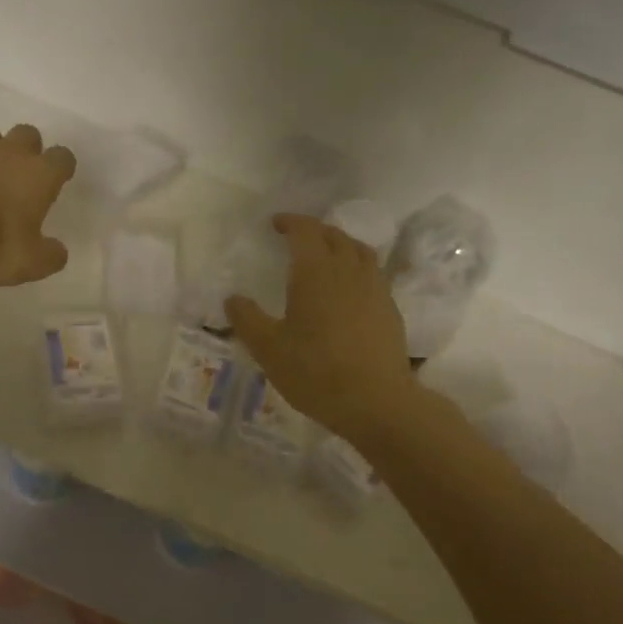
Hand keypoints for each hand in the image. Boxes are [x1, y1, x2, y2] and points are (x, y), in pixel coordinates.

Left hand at [0, 124, 76, 285]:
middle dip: (26, 151)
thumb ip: (49, 256)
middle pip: (28, 135)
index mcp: (39, 176)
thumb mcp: (29, 263)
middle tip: (16, 178)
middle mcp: (10, 151)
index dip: (61, 168)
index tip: (55, 182)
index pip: (63, 158)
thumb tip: (58, 251)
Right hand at [225, 214, 416, 440]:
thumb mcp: (268, 349)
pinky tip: (350, 289)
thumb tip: (233, 298)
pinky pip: (374, 273)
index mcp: (316, 272)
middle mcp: (348, 271)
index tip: (276, 223)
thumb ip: (247, 319)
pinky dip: (357, 268)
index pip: (305, 231)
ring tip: (327, 255)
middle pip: (335, 236)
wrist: (375, 401)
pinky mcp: (390, 309)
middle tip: (297, 237)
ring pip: (359, 251)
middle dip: (314, 231)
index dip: (290, 222)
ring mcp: (375, 288)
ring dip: (340, 244)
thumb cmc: (315, 371)